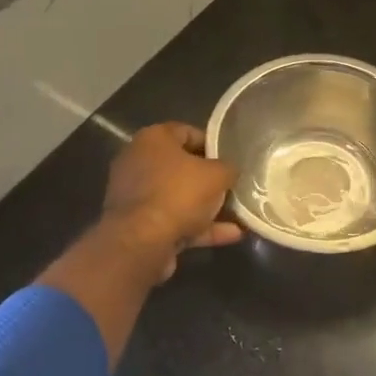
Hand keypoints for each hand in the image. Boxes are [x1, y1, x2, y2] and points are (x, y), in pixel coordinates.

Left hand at [98, 122, 241, 281]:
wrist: (141, 242)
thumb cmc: (179, 194)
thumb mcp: (217, 175)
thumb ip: (228, 168)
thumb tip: (230, 171)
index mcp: (152, 139)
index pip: (186, 132)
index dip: (212, 144)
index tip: (231, 158)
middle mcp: (139, 162)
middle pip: (182, 167)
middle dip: (209, 179)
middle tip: (233, 186)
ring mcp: (137, 196)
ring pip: (179, 197)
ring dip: (208, 207)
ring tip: (239, 215)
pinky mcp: (139, 225)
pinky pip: (175, 221)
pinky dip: (200, 227)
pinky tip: (231, 235)